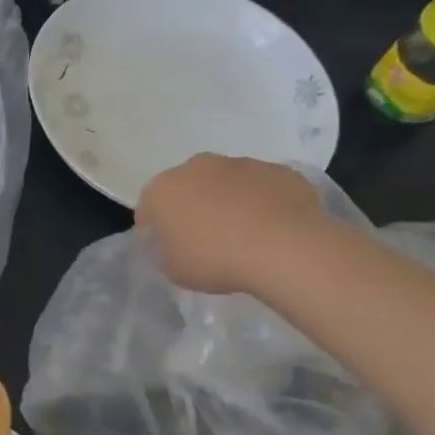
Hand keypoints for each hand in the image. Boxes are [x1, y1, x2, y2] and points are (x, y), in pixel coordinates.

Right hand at [135, 154, 328, 293]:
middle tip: (207, 240)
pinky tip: (273, 230)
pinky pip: (263, 188)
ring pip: (227, 184)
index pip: (148, 208)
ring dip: (229, 202)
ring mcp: (242, 164)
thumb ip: (165, 253)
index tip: (169, 250)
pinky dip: (263, 204)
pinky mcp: (279, 171)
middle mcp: (198, 167)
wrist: (285, 249)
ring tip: (245, 236)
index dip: (156, 231)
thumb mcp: (173, 270)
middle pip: (189, 188)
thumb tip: (173, 244)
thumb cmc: (216, 260)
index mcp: (163, 189)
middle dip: (193, 208)